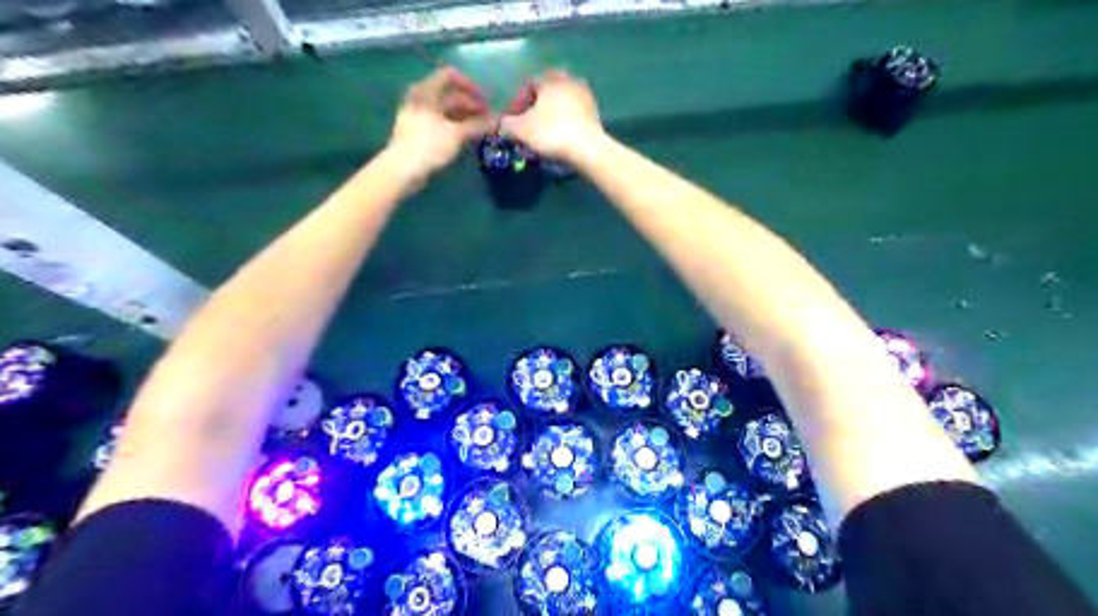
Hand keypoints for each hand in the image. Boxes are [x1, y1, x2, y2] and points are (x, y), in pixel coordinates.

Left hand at [386, 67, 488, 178]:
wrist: (403, 169)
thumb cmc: (429, 145)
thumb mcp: (457, 133)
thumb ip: (478, 125)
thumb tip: (498, 120)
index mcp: (426, 91)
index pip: (450, 75)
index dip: (470, 85)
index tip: (485, 100)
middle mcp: (421, 98)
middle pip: (450, 95)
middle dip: (471, 105)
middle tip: (488, 119)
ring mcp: (419, 115)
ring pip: (447, 111)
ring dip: (465, 118)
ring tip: (482, 130)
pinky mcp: (419, 132)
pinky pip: (441, 123)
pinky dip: (455, 127)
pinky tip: (467, 138)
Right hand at [500, 69, 603, 161]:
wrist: (587, 148)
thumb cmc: (551, 133)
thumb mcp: (521, 129)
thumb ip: (507, 124)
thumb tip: (504, 124)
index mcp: (550, 79)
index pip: (528, 85)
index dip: (517, 102)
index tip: (512, 120)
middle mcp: (569, 81)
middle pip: (546, 94)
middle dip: (535, 109)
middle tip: (527, 126)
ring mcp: (585, 97)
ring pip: (560, 105)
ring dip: (550, 117)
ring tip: (542, 135)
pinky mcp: (595, 114)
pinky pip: (573, 116)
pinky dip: (563, 124)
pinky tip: (558, 139)